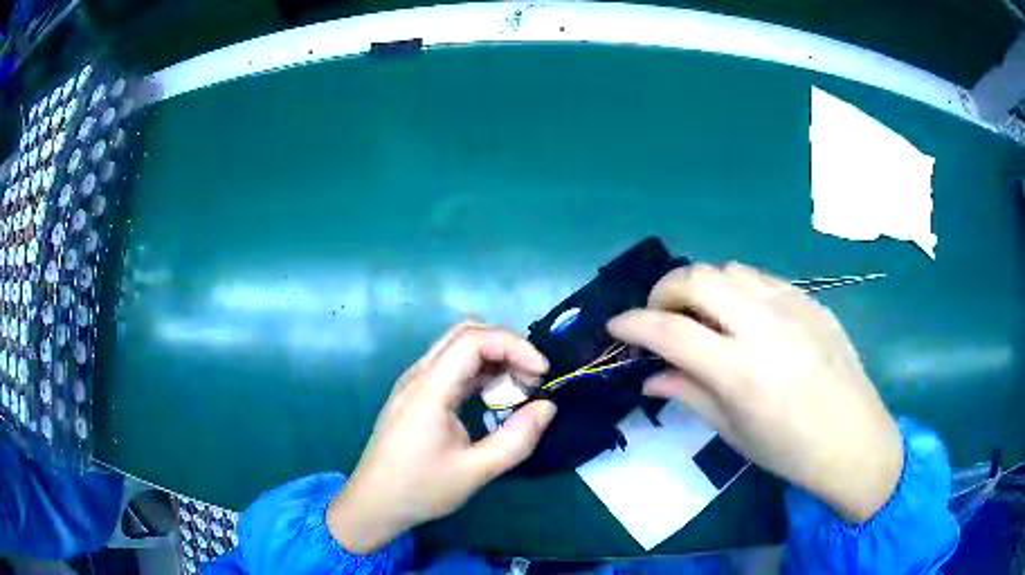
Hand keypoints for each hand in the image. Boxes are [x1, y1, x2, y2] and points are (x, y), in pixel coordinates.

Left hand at [327, 321, 556, 553]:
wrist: (374, 503)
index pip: (473, 340)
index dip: (514, 346)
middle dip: (506, 346)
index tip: (542, 373)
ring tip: (518, 387)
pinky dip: (478, 369)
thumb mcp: (476, 472)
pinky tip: (493, 396)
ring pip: (457, 345)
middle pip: (465, 332)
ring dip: (493, 356)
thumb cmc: (422, 489)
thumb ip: (517, 440)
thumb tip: (547, 407)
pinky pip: (450, 365)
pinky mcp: (415, 394)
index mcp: (429, 391)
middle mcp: (418, 376)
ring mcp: (413, 383)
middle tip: (532, 378)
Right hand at [608, 263, 902, 522]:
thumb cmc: (789, 449)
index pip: (668, 330)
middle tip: (659, 315)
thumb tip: (649, 375)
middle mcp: (762, 326)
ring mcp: (791, 305)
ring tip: (703, 315)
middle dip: (663, 290)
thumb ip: (688, 393)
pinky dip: (738, 289)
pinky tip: (744, 316)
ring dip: (703, 286)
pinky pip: (761, 278)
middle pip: (696, 278)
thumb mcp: (732, 431)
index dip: (633, 324)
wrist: (853, 438)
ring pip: (728, 269)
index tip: (617, 326)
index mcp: (739, 370)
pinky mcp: (810, 299)